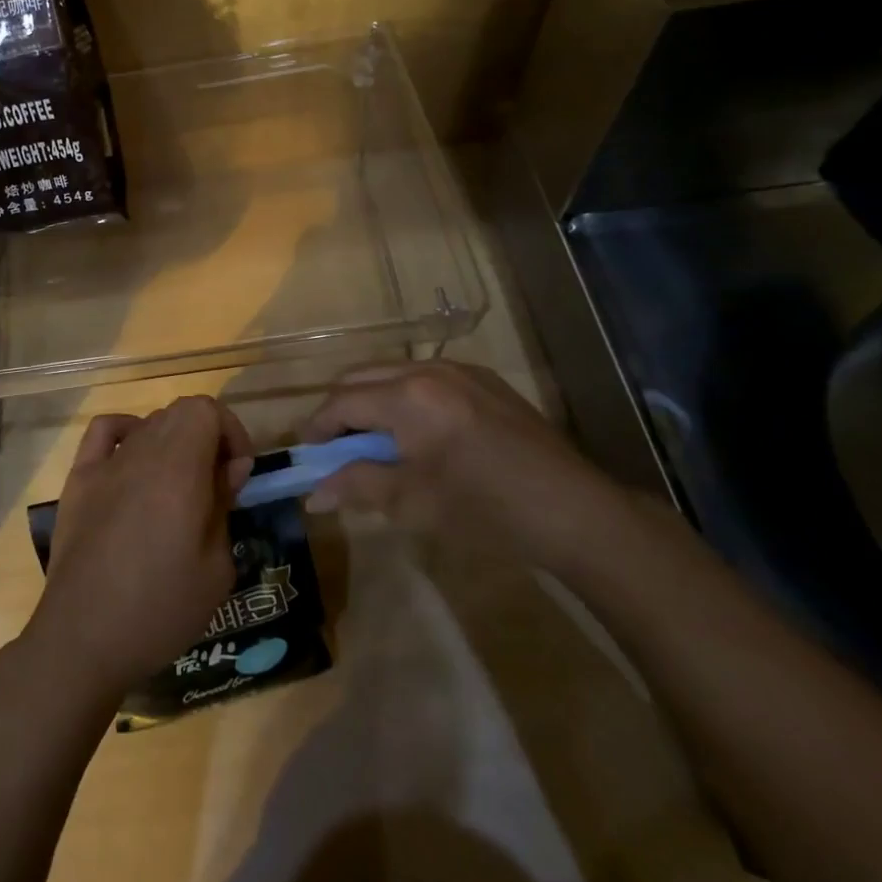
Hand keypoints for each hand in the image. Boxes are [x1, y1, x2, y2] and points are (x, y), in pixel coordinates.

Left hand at [22, 397, 254, 702]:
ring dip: (172, 443)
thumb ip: (224, 504)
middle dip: (206, 438)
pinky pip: (103, 431)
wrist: (83, 638)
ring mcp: (104, 462)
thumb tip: (230, 467)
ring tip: (177, 489)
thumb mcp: (216, 567)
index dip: (231, 432)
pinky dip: (126, 433)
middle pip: (179, 412)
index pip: (206, 408)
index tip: (238, 474)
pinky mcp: (78, 479)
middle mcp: (141, 452)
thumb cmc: (160, 609)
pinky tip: (133, 464)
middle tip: (214, 486)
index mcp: (178, 468)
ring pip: (148, 423)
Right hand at [298, 360, 616, 566]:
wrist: (574, 511)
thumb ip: (358, 486)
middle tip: (332, 445)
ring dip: (371, 399)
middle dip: (339, 407)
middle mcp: (428, 370)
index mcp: (408, 397)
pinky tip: (415, 431)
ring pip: (393, 372)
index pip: (342, 402)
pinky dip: (404, 396)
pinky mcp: (485, 380)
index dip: (317, 426)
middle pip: (361, 376)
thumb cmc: (486, 511)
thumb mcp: (413, 503)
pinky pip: (425, 377)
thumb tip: (313, 495)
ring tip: (372, 438)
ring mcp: (460, 370)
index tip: (307, 452)